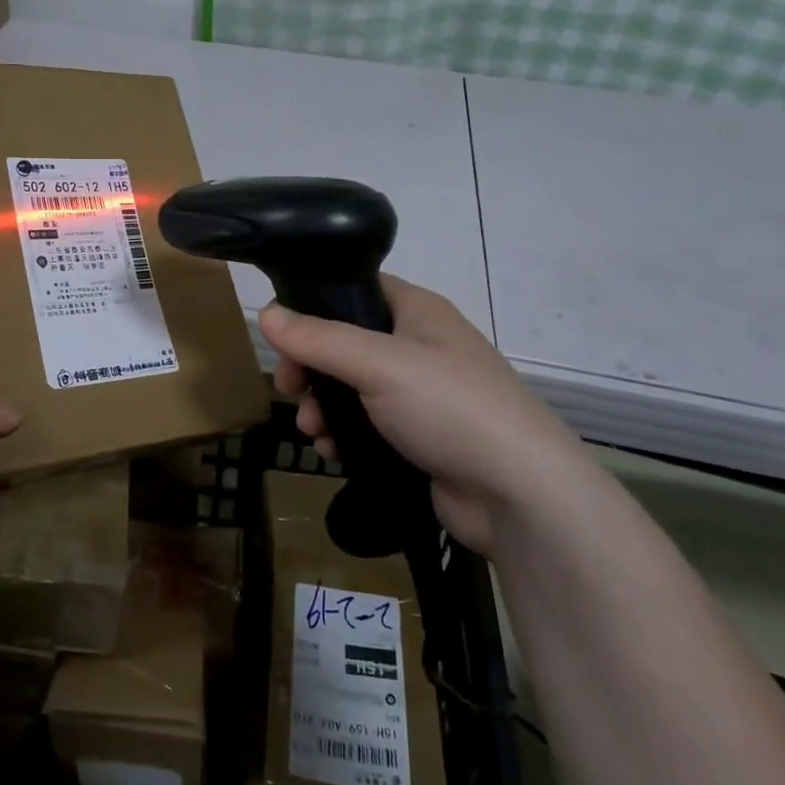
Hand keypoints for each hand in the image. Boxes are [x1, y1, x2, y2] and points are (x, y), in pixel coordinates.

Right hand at [260, 275, 587, 554]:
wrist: (520, 496)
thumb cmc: (450, 408)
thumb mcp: (378, 364)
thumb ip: (319, 338)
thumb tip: (264, 313)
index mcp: (417, 311)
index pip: (356, 288)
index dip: (313, 304)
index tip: (281, 333)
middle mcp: (419, 346)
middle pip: (346, 342)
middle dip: (311, 366)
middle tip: (288, 388)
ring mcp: (422, 395)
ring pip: (352, 388)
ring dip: (323, 406)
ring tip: (312, 431)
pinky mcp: (420, 439)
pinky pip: (368, 426)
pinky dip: (345, 435)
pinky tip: (332, 452)